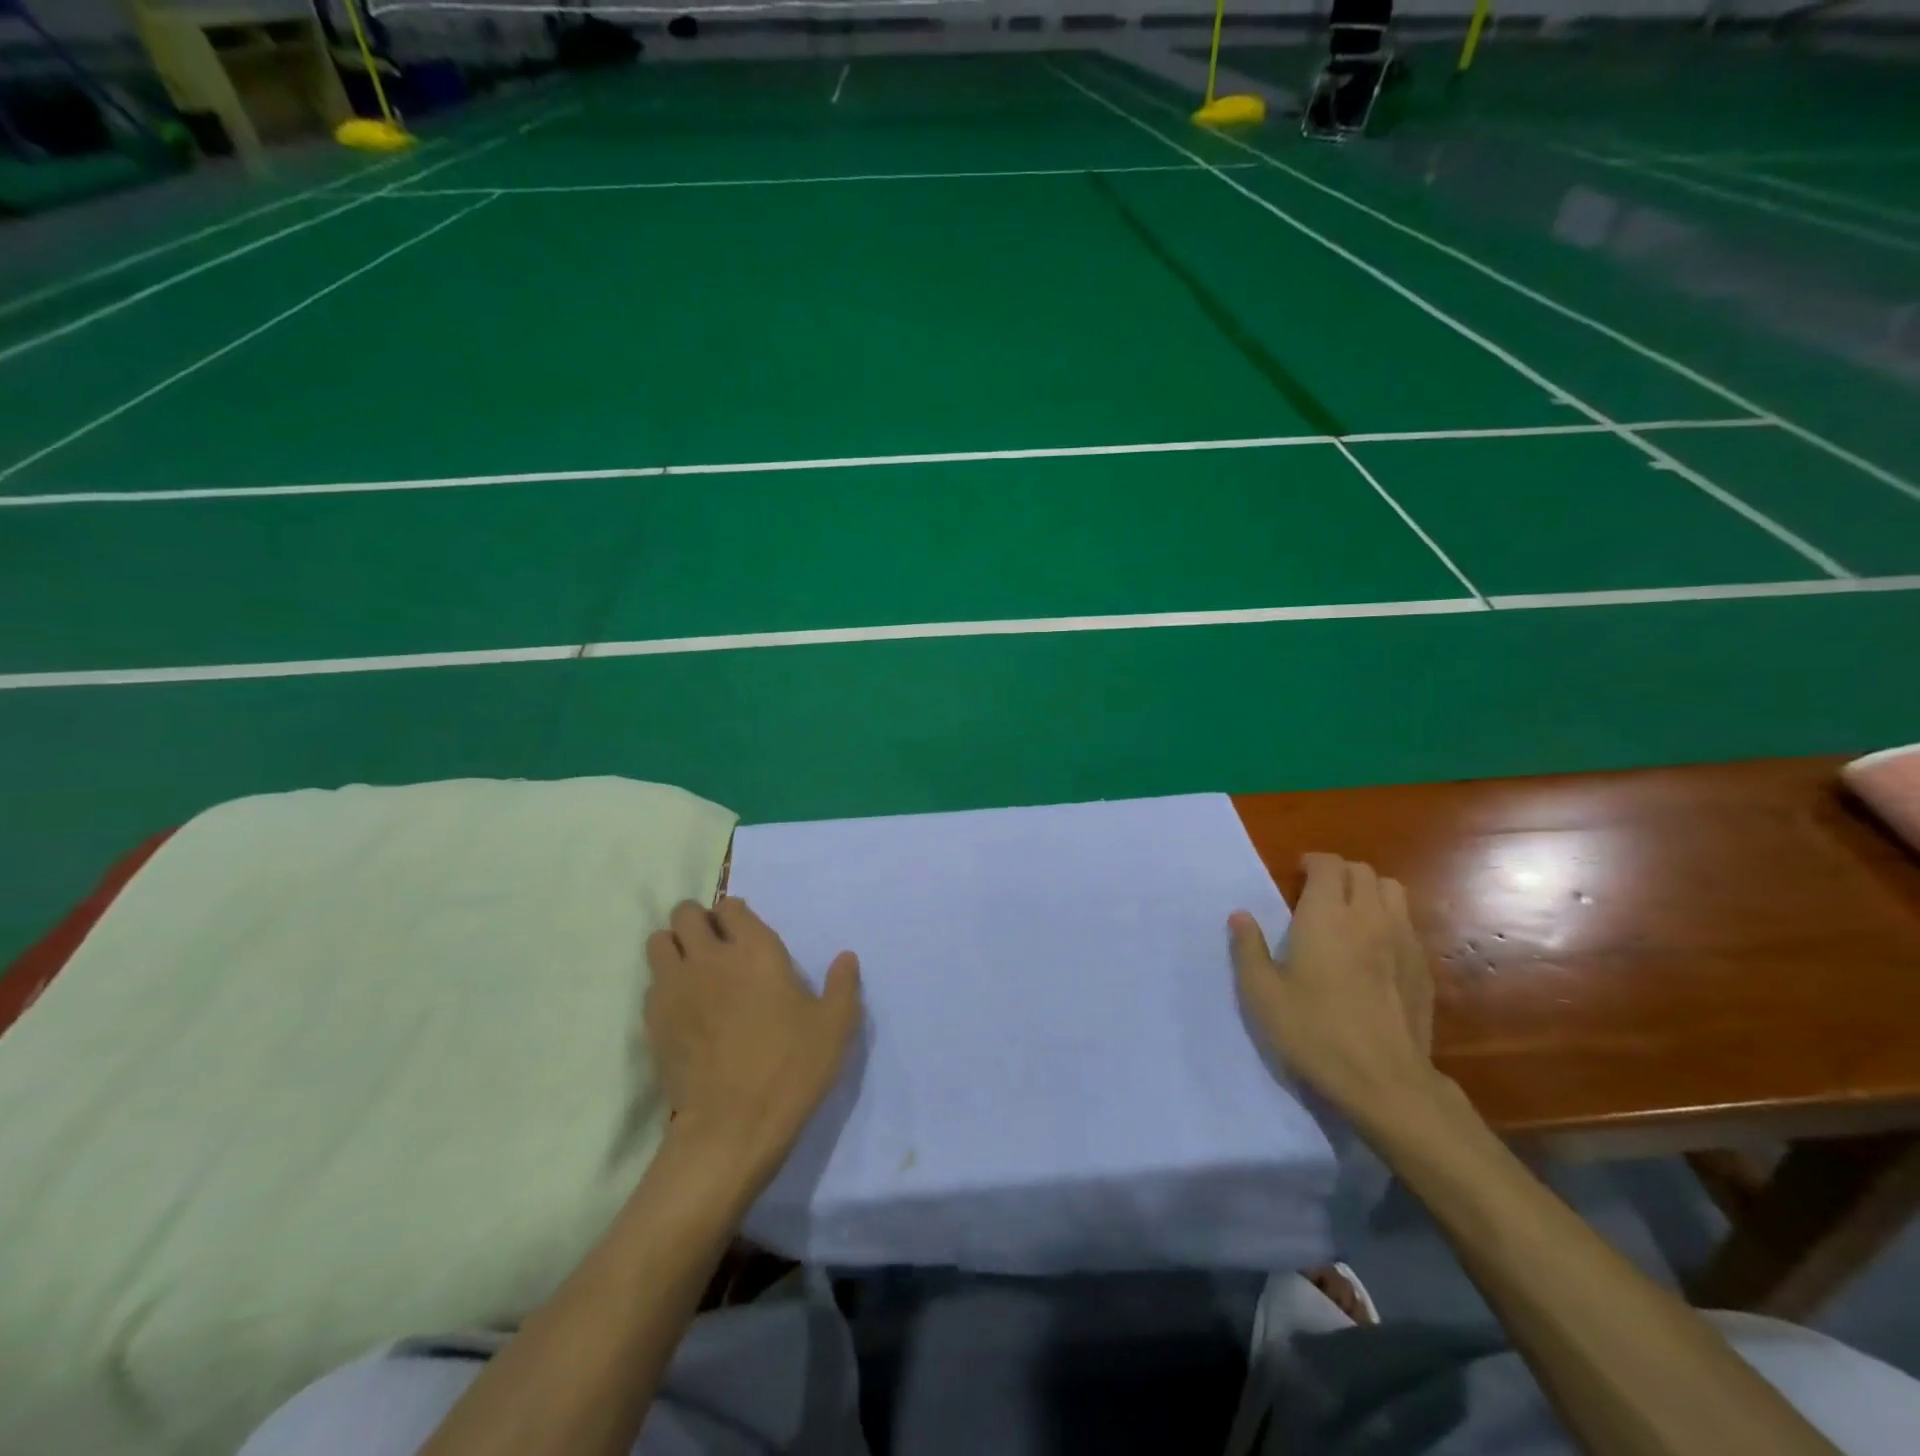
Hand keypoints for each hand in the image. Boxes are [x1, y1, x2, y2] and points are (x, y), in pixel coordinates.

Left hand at [645, 897, 862, 1183]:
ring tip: (693, 971)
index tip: (745, 934)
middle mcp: (709, 956)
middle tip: (716, 948)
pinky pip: (651, 982)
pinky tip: (683, 1009)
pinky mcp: (652, 1019)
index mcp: (755, 950)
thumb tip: (846, 957)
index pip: (730, 906)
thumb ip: (842, 985)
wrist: (731, 1127)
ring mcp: (674, 987)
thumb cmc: (790, 1069)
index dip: (736, 915)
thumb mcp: (834, 1027)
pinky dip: (663, 984)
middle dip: (699, 921)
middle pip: (686, 913)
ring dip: (674, 947)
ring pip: (659, 941)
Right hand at [1229, 853, 1437, 1124]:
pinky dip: (1389, 922)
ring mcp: (1403, 941)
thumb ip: (1248, 949)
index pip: (1329, 864)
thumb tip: (1240, 916)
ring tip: (1349, 915)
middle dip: (1339, 873)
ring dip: (1369, 892)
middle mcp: (1369, 917)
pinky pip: (1408, 924)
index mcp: (1326, 916)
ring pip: (1393, 892)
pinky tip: (1374, 952)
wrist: (1384, 1082)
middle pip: (1363, 871)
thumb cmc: (1314, 1032)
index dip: (1312, 863)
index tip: (1296, 877)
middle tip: (1318, 895)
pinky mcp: (1423, 969)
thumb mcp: (1262, 994)